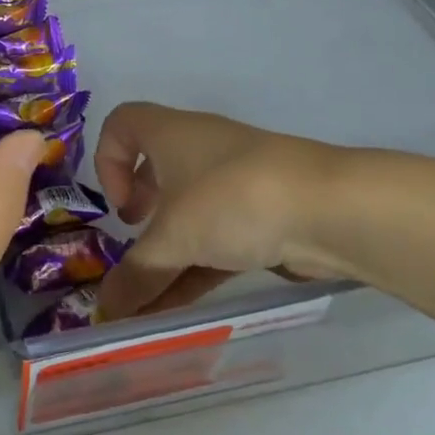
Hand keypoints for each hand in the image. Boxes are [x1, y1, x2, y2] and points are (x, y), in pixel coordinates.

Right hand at [94, 103, 349, 321]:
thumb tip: (106, 307)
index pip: (122, 124)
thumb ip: (137, 273)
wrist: (329, 209)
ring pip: (187, 213)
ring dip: (164, 255)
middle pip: (155, 171)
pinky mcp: (262, 216)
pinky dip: (194, 269)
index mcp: (170, 134)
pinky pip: (215, 240)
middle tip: (135, 242)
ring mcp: (234, 183)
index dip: (107, 160)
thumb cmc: (231, 199)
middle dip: (139, 212)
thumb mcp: (174, 237)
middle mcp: (199, 150)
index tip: (121, 205)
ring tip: (146, 303)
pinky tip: (177, 310)